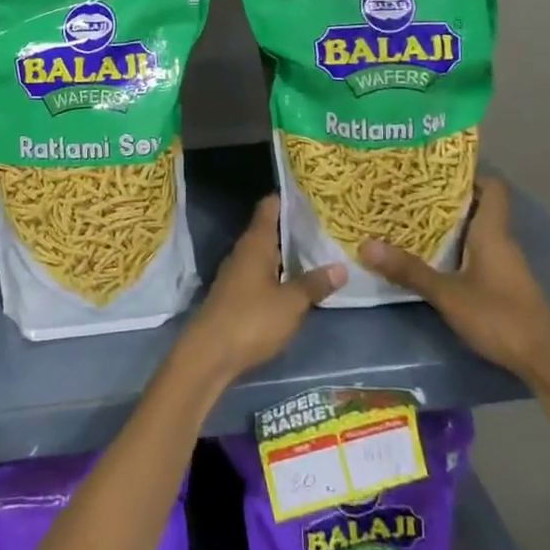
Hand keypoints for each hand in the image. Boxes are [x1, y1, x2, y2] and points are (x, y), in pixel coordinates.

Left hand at [181, 196, 344, 383]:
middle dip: (295, 227)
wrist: (208, 355)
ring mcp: (237, 273)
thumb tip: (341, 266)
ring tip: (320, 250)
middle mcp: (244, 251)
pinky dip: (280, 272)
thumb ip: (315, 283)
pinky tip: (298, 281)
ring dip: (288, 252)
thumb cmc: (251, 320)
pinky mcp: (236, 294)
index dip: (290, 197)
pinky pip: (262, 273)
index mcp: (256, 242)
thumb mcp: (291, 303)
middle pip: (270, 228)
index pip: (270, 206)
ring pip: (267, 252)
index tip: (314, 194)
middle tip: (327, 224)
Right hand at [359, 176, 549, 380]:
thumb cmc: (499, 316)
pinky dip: (456, 251)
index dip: (469, 175)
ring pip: (476, 232)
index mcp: (492, 232)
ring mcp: (505, 265)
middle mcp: (502, 242)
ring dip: (449, 227)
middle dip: (446, 200)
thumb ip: (409, 270)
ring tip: (411, 222)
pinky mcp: (504, 285)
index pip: (493, 188)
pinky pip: (477, 254)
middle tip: (409, 195)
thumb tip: (366, 245)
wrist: (544, 361)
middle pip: (479, 208)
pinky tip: (432, 260)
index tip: (435, 172)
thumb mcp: (448, 294)